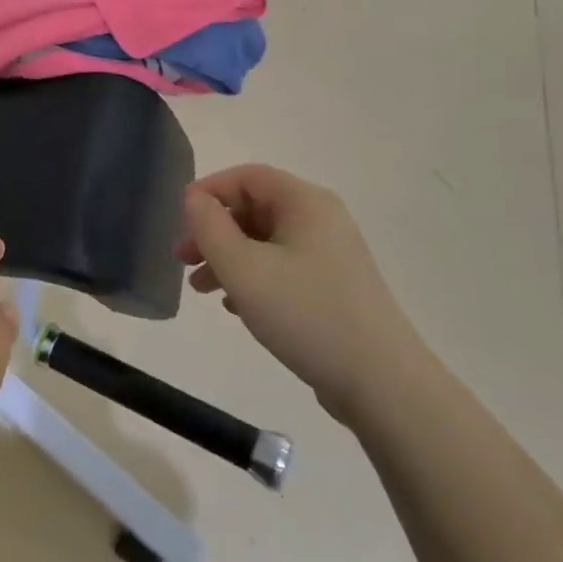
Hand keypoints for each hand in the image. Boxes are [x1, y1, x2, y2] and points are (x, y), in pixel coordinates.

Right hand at [180, 165, 420, 425]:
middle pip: (255, 208)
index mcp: (305, 202)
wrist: (383, 384)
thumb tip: (194, 198)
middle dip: (214, 231)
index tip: (180, 221)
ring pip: (265, 241)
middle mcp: (321, 219)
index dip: (209, 191)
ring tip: (202, 289)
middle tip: (183, 260)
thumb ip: (209, 227)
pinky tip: (235, 306)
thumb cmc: (306, 314)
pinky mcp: (333, 287)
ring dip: (228, 258)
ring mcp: (331, 254)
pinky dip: (253, 278)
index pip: (247, 177)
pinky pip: (282, 267)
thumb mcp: (244, 269)